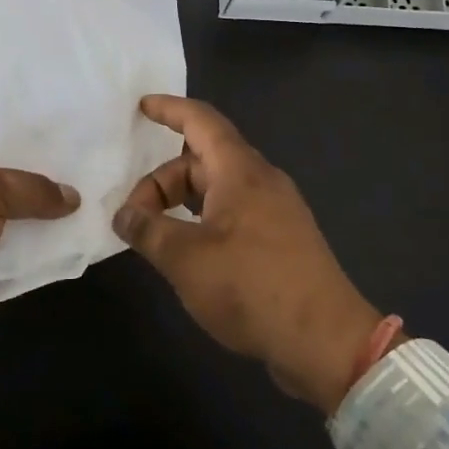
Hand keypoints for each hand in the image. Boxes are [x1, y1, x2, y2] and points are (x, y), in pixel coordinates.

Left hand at [0, 95, 78, 368]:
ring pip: (27, 197)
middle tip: (95, 124)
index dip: (14, 94)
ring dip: (58, 192)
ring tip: (105, 168)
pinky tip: (94, 217)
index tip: (58, 84)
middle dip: (48, 143)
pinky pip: (32, 238)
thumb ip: (30, 186)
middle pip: (11, 151)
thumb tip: (72, 197)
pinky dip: (56, 234)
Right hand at [114, 95, 384, 413]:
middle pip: (202, 160)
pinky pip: (232, 213)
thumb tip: (123, 215)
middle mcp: (261, 181)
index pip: (201, 121)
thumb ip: (148, 231)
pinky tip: (187, 253)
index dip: (169, 109)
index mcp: (240, 171)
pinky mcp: (281, 241)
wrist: (326, 342)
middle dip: (162, 180)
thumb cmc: (252, 287)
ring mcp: (275, 211)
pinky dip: (201, 220)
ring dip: (180, 203)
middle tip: (132, 217)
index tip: (141, 107)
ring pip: (217, 189)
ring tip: (153, 234)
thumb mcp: (186, 259)